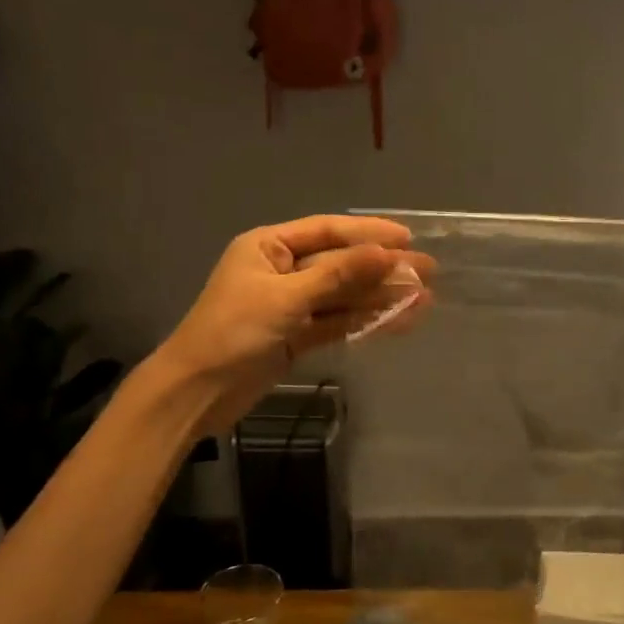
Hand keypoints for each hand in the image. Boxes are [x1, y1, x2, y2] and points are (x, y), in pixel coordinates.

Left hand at [157, 216, 434, 430]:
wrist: (196, 393)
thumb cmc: (233, 332)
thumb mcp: (286, 297)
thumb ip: (338, 275)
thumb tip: (386, 253)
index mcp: (268, 246)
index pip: (326, 231)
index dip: (368, 233)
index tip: (407, 238)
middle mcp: (281, 269)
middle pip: (340, 263)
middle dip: (382, 267)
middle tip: (427, 270)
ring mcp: (289, 304)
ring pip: (342, 295)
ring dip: (379, 296)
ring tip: (423, 298)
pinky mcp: (296, 336)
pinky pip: (336, 321)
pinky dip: (364, 321)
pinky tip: (397, 319)